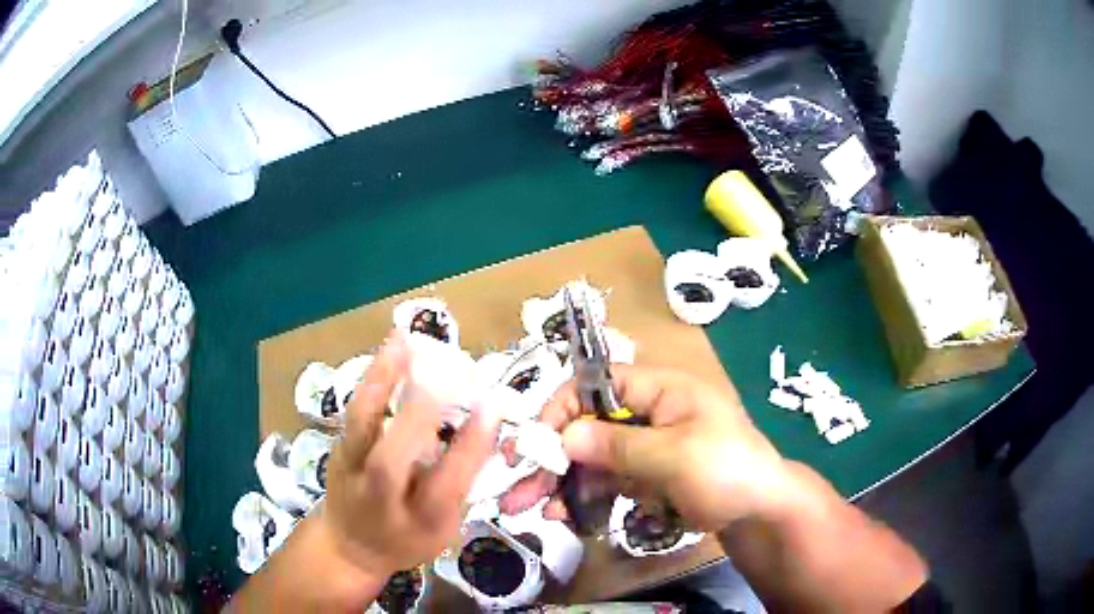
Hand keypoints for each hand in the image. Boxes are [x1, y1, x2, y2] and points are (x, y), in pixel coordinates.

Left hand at [318, 332, 503, 577]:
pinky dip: (372, 375)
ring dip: (382, 381)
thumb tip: (481, 428)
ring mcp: (350, 469)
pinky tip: (392, 346)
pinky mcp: (337, 446)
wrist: (349, 546)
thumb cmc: (407, 537)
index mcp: (418, 522)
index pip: (446, 485)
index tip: (493, 406)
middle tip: (450, 371)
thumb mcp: (444, 527)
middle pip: (390, 460)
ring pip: (361, 426)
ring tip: (406, 342)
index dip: (470, 447)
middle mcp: (380, 498)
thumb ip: (459, 482)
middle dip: (419, 415)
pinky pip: (356, 409)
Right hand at [502, 365, 791, 530]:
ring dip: (561, 480)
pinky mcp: (646, 476)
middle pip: (588, 425)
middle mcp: (647, 413)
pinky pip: (607, 480)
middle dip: (551, 455)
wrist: (761, 512)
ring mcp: (646, 447)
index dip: (562, 409)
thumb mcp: (675, 455)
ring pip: (592, 456)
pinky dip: (584, 495)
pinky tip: (564, 514)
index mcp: (660, 390)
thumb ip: (619, 445)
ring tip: (532, 507)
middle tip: (518, 487)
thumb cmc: (727, 470)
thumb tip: (564, 436)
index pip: (597, 384)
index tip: (535, 445)